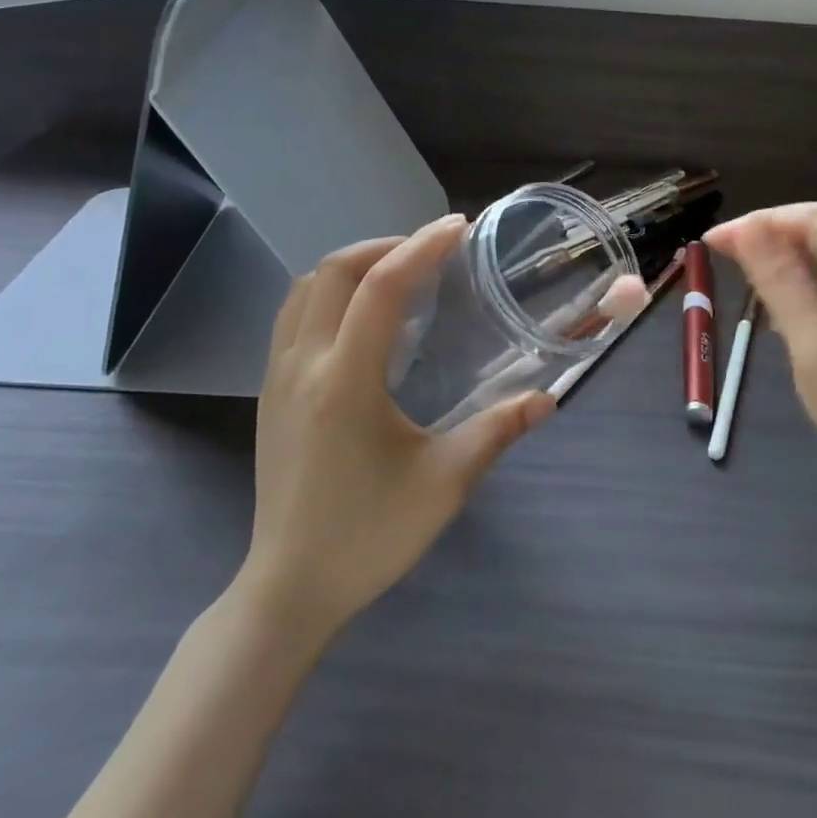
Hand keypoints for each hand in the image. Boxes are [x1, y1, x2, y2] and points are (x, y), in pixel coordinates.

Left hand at [236, 216, 555, 632]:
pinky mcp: (270, 395)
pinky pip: (292, 316)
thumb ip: (497, 431)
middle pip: (332, 272)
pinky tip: (362, 318)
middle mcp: (302, 365)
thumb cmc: (369, 536)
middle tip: (431, 250)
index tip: (457, 228)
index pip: (380, 287)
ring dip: (351, 266)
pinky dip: (329, 293)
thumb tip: (547, 399)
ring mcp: (277, 378)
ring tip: (398, 273)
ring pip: (304, 290)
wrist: (289, 589)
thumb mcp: (445, 483)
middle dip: (384, 245)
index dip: (421, 247)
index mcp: (345, 381)